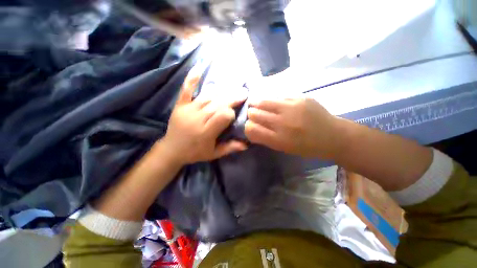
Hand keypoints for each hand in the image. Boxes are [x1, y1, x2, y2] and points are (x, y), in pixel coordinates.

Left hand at [159, 76, 246, 165]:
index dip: (231, 113)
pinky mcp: (180, 106)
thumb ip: (229, 148)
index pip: (223, 116)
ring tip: (232, 89)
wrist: (171, 150)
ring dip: (221, 93)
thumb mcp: (214, 154)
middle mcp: (198, 119)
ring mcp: (188, 110)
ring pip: (208, 97)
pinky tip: (199, 69)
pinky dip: (192, 79)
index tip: (235, 115)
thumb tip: (246, 144)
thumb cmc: (195, 153)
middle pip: (218, 104)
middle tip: (243, 93)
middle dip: (232, 99)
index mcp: (206, 132)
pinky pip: (186, 91)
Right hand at [244, 98, 341, 158]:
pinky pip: (277, 96)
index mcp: (278, 139)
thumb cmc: (306, 147)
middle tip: (253, 114)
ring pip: (262, 101)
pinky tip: (275, 103)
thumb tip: (250, 127)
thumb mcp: (283, 148)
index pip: (250, 129)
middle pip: (253, 113)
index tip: (249, 126)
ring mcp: (291, 107)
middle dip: (250, 114)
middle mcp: (282, 123)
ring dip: (257, 104)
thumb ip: (265, 138)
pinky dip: (272, 101)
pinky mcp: (300, 97)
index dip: (246, 127)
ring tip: (258, 105)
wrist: (333, 136)